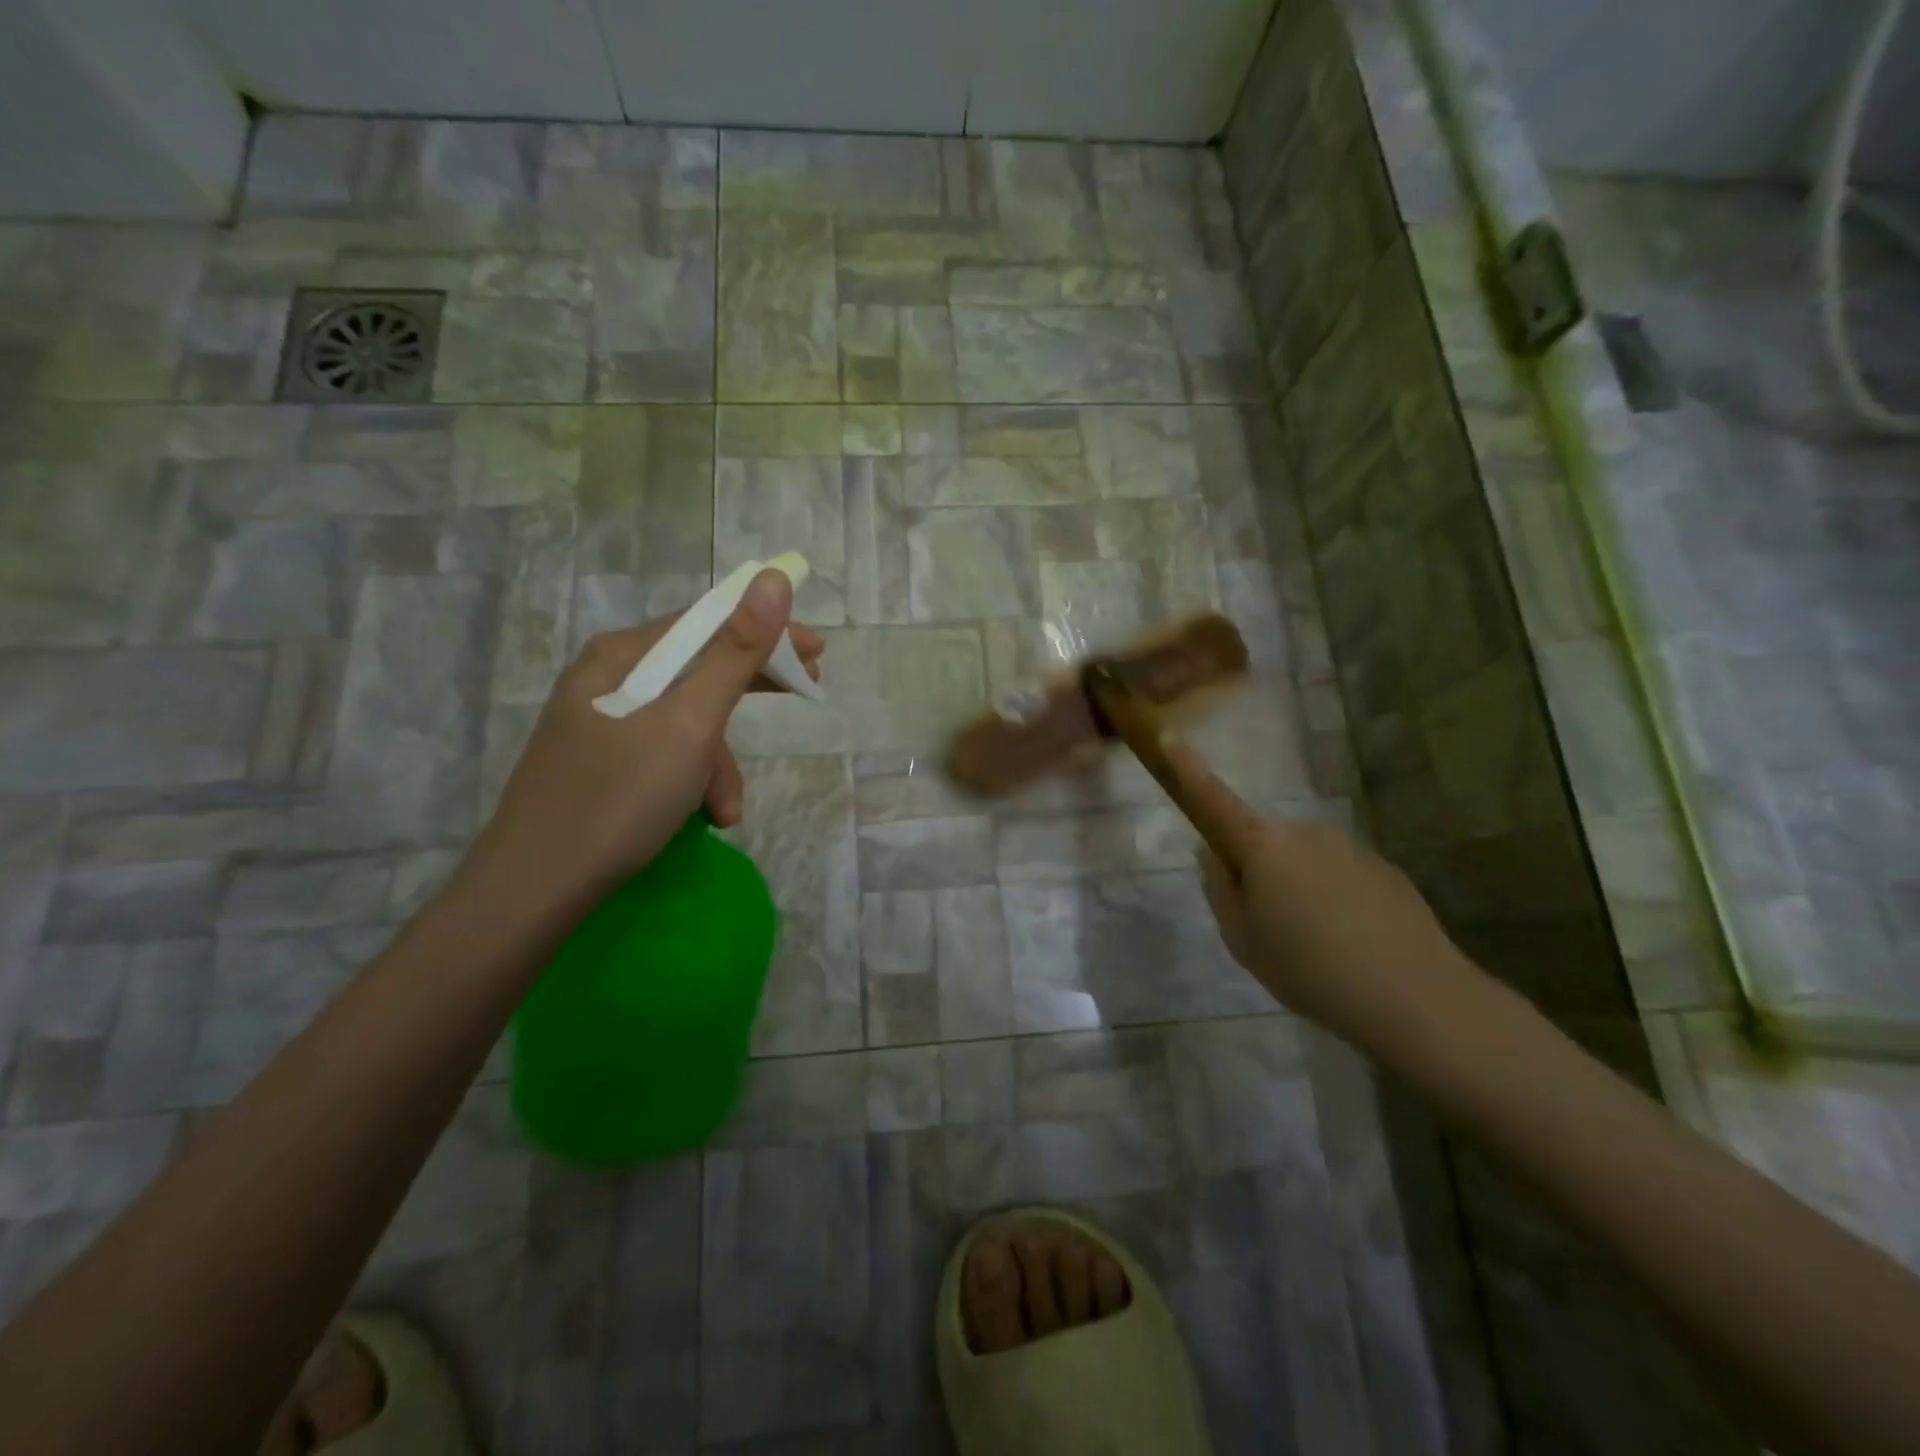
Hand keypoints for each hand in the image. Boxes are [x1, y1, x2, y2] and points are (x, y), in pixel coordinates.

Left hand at [461, 569, 822, 917]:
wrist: (533, 886)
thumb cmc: (619, 797)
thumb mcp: (690, 723)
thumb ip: (735, 653)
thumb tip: (773, 579)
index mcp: (624, 655)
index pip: (708, 622)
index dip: (767, 632)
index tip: (817, 654)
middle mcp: (609, 676)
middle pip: (698, 666)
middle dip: (750, 688)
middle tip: (805, 693)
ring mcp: (600, 720)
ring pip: (684, 719)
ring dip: (718, 760)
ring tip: (726, 809)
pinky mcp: (599, 759)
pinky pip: (663, 750)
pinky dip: (691, 777)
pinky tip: (702, 815)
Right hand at [1165, 740, 1480, 1055]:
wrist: (1414, 996)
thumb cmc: (1309, 968)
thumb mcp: (1243, 939)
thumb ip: (1222, 892)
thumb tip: (1216, 857)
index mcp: (1261, 845)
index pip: (1214, 799)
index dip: (1189, 770)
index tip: (1169, 737)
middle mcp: (1304, 832)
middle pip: (1264, 841)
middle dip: (1258, 870)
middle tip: (1268, 926)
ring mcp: (1349, 847)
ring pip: (1304, 860)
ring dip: (1299, 888)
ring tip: (1316, 946)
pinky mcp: (1384, 868)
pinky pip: (1340, 876)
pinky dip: (1335, 900)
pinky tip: (1352, 944)